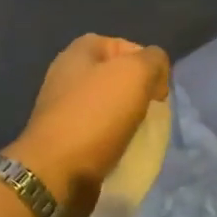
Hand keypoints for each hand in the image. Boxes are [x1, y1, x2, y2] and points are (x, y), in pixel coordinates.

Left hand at [4, 34, 169, 216]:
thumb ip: (153, 60)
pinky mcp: (63, 137)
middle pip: (115, 76)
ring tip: (141, 133)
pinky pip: (97, 131)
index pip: (123, 45)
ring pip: (107, 105)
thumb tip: (156, 71)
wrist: (56, 171)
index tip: (160, 88)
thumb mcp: (135, 74)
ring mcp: (61, 107)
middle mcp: (65, 74)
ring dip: (127, 118)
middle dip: (138, 92)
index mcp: (77, 52)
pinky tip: (123, 150)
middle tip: (153, 111)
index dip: (147, 62)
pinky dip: (113, 139)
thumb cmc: (96, 115)